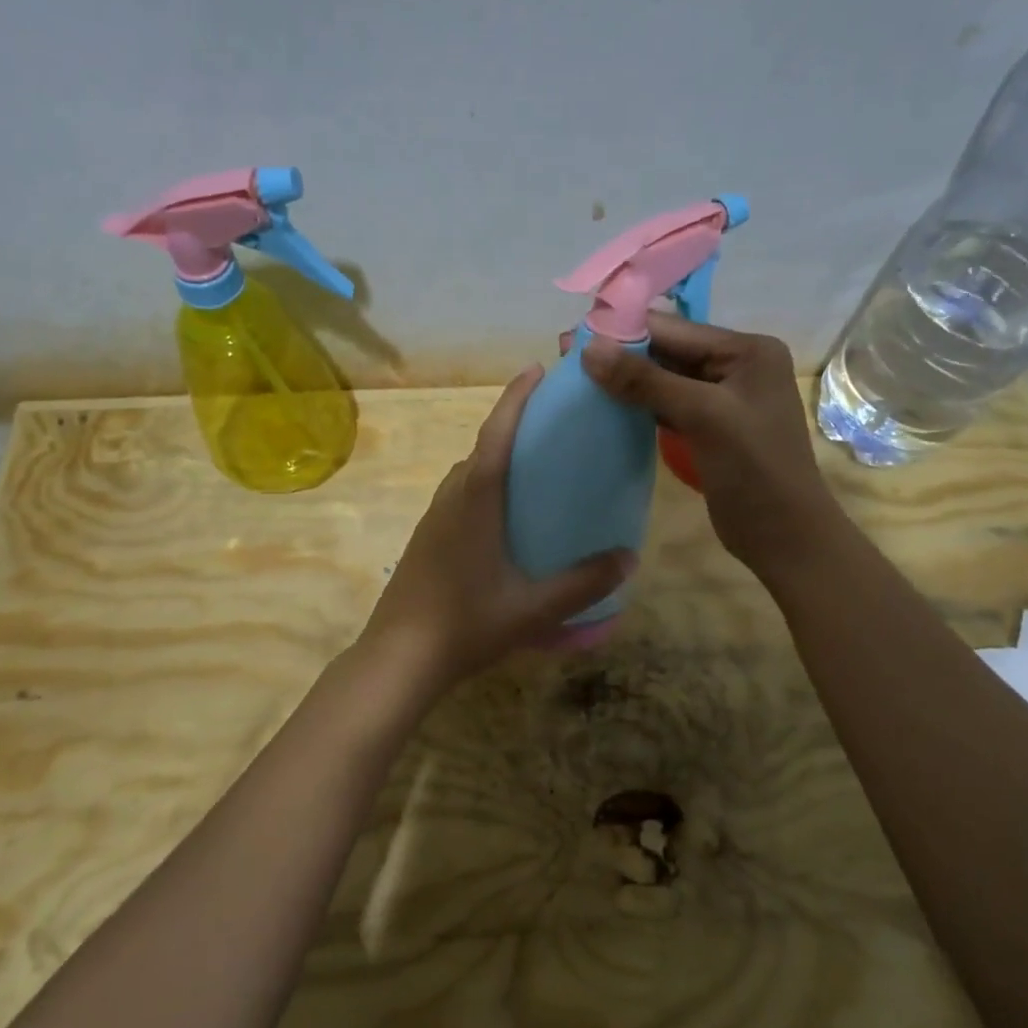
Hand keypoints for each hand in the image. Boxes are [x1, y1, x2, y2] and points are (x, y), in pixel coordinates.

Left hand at [360, 365, 635, 695]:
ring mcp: (433, 517)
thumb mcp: (533, 608)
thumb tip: (629, 558)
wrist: (399, 657)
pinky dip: (484, 484)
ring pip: (468, 473)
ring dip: (496, 456)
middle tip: (551, 423)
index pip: (496, 433)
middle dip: (512, 424)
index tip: (535, 370)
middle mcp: (451, 497)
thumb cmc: (466, 624)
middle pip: (482, 447)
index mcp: (475, 500)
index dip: (515, 398)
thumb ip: (583, 583)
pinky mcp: (426, 538)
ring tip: (533, 465)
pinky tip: (504, 513)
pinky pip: (460, 495)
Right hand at [581, 313, 834, 592]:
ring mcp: (722, 398)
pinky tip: (605, 404)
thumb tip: (589, 349)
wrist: (784, 535)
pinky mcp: (708, 426)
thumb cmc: (754, 469)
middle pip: (668, 351)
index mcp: (746, 350)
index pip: (674, 330)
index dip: (623, 331)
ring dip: (625, 380)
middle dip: (620, 354)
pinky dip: (638, 404)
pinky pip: (666, 404)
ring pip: (664, 379)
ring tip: (578, 379)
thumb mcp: (702, 416)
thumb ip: (646, 381)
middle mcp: (736, 365)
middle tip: (566, 356)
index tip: (573, 337)